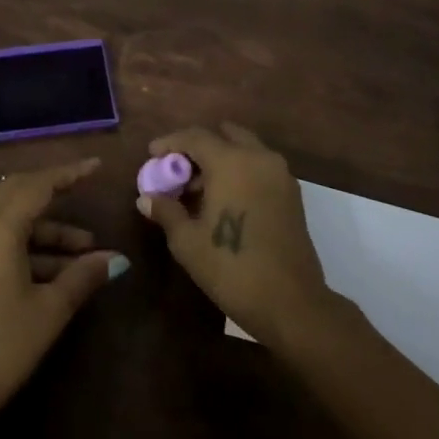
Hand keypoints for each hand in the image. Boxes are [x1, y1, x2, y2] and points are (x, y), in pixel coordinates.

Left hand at [0, 157, 126, 438]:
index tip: (96, 167)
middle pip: (18, 193)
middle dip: (53, 194)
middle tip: (85, 194)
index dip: (69, 174)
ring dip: (44, 228)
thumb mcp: (49, 311)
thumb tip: (115, 259)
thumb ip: (82, 277)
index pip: (37, 185)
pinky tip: (55, 269)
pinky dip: (25, 244)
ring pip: (8, 218)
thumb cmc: (1, 347)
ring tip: (84, 251)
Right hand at [138, 123, 331, 348]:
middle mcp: (258, 158)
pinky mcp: (292, 193)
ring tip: (199, 189)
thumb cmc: (232, 268)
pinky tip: (224, 200)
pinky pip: (259, 166)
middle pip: (224, 135)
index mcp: (231, 161)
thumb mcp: (187, 242)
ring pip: (245, 149)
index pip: (195, 136)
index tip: (152, 155)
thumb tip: (146, 198)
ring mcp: (280, 174)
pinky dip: (240, 170)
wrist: (292, 304)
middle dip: (199, 147)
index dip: (170, 142)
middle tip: (179, 170)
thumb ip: (166, 211)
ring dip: (221, 158)